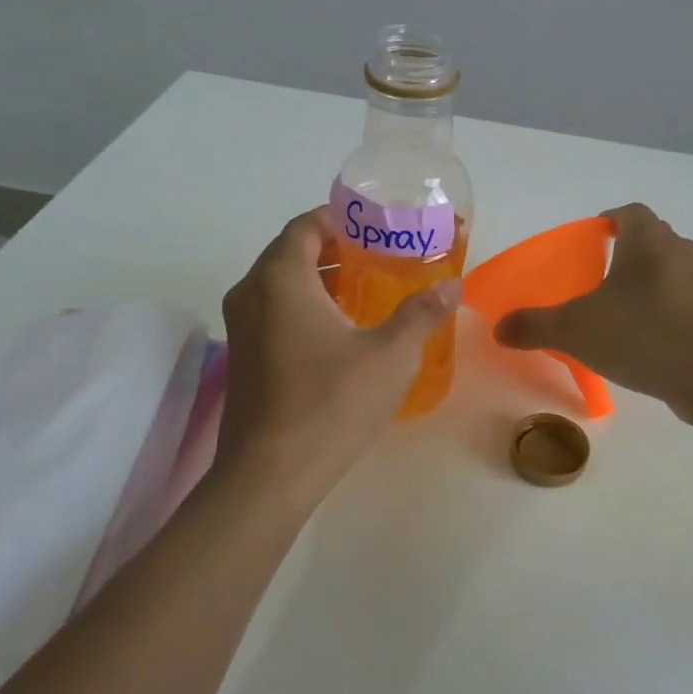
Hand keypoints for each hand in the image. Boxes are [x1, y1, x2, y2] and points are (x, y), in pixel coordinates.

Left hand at [214, 208, 460, 501]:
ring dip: (321, 280)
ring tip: (368, 291)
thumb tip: (452, 285)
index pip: (306, 226)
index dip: (340, 219)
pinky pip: (274, 312)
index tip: (376, 226)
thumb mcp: (389, 355)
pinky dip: (305, 306)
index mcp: (280, 279)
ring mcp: (240, 327)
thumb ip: (422, 314)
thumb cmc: (331, 404)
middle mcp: (251, 294)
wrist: (270, 475)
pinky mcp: (242, 357)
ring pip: (282, 285)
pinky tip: (342, 331)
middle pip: (292, 253)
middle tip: (381, 258)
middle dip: (336, 249)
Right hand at [495, 203, 692, 415]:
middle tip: (597, 279)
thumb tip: (498, 328)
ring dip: (647, 283)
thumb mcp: (574, 330)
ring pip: (670, 270)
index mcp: (648, 240)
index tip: (590, 239)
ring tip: (619, 312)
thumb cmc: (641, 335)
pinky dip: (665, 310)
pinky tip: (646, 340)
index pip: (629, 212)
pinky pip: (686, 301)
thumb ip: (534, 325)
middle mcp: (681, 251)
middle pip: (651, 239)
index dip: (608, 219)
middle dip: (625, 253)